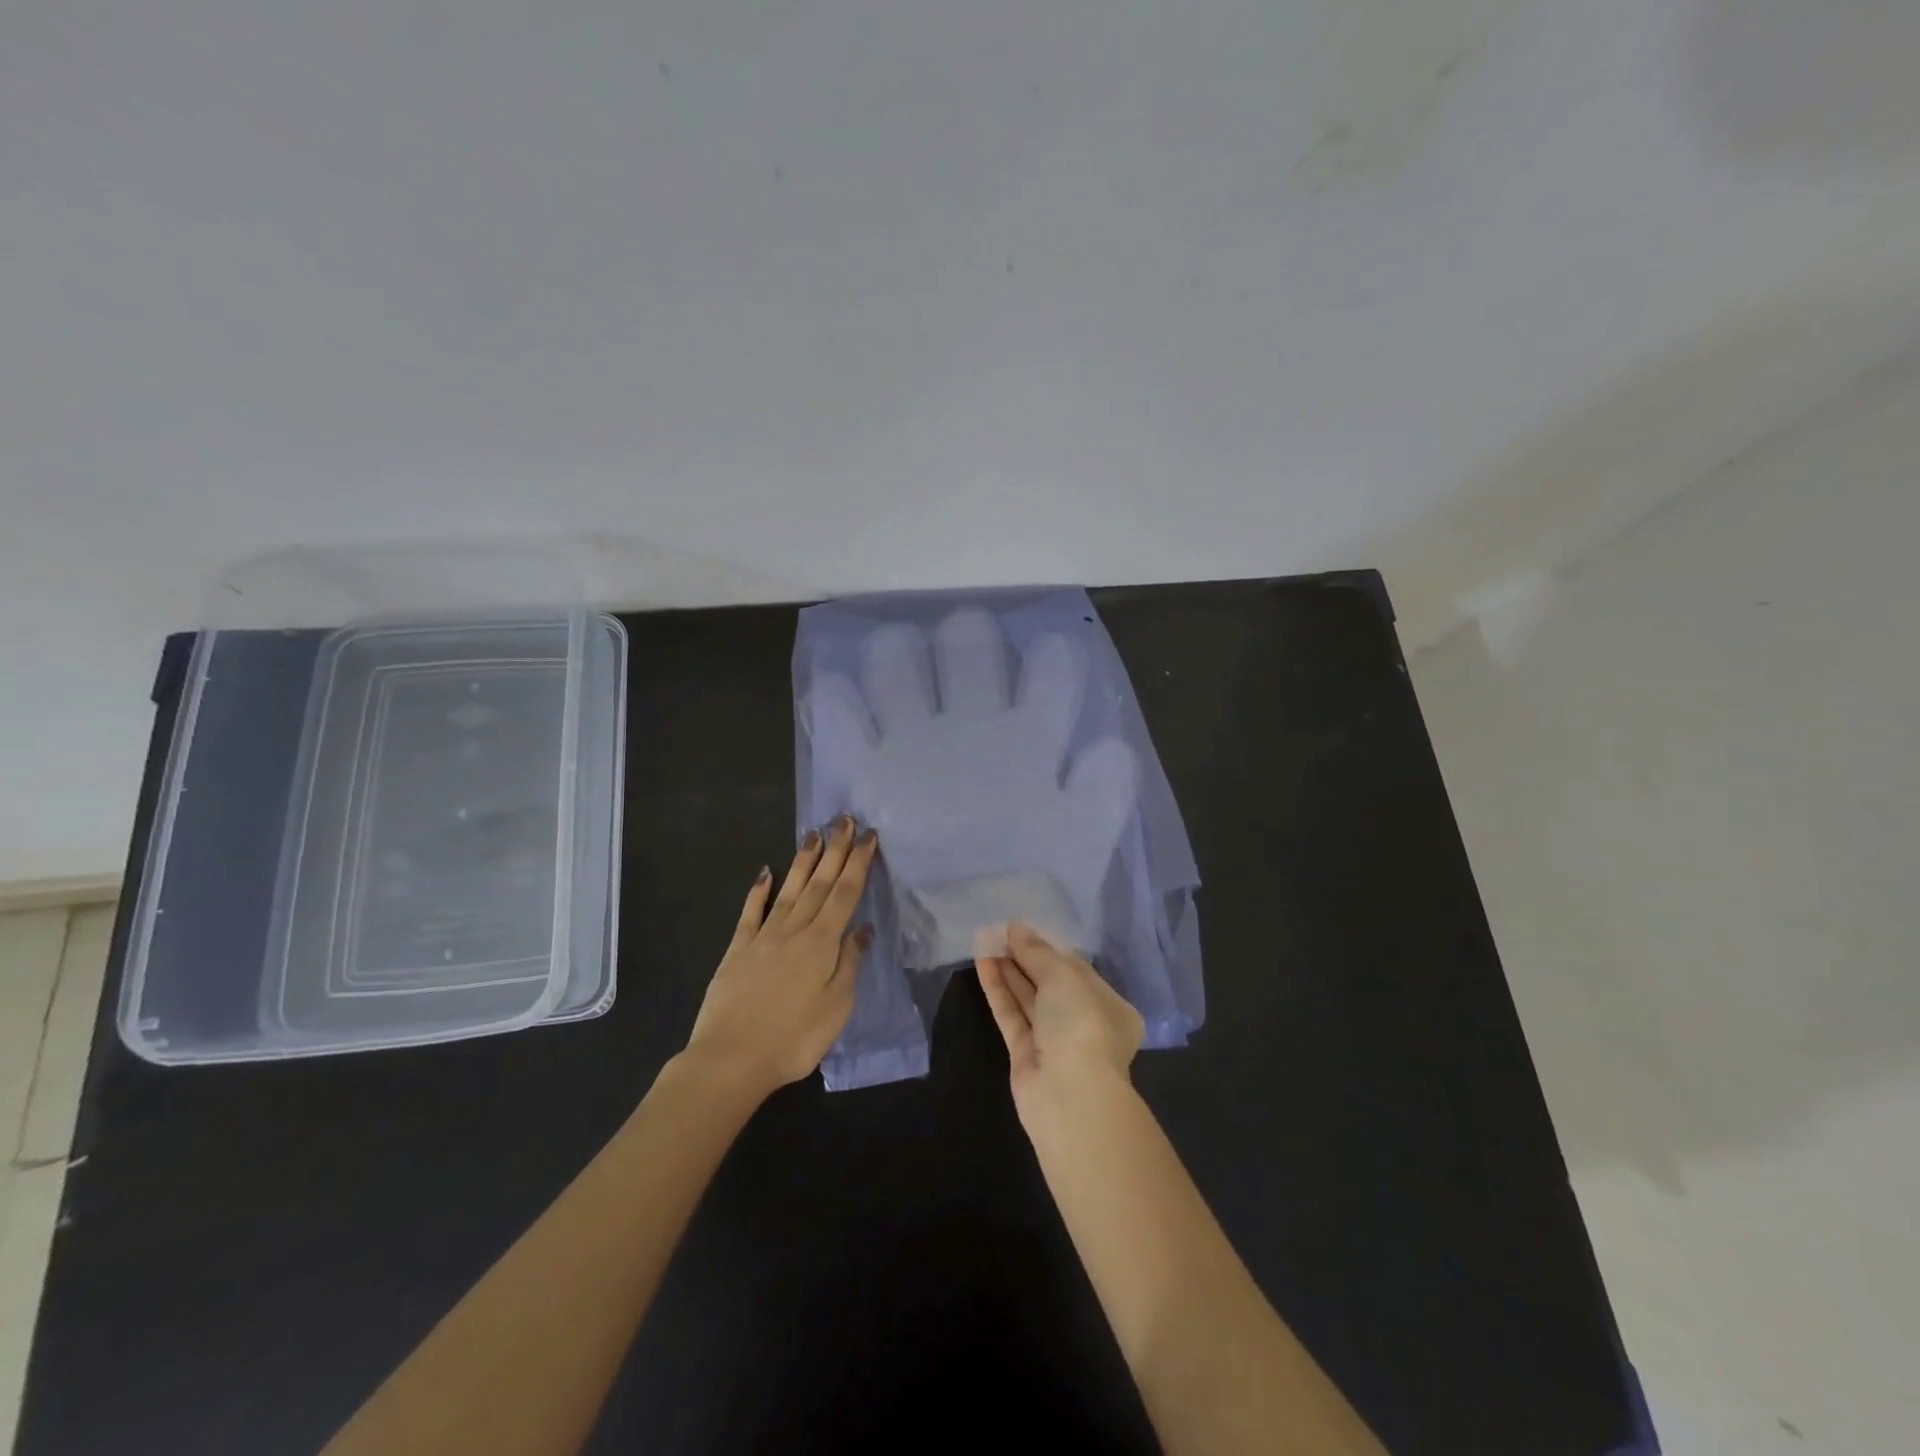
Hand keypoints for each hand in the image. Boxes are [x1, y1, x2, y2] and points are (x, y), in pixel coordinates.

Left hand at [683, 817, 877, 1097]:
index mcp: (822, 944)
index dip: (858, 863)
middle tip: (845, 820)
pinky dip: (758, 890)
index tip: (868, 836)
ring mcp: (763, 937)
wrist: (731, 1060)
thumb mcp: (836, 1008)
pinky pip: (750, 913)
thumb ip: (849, 964)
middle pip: (819, 883)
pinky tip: (765, 872)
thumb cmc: (793, 1039)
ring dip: (803, 861)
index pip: (845, 894)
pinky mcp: (737, 950)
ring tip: (814, 833)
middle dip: (835, 850)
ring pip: (788, 890)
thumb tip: (862, 929)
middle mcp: (794, 931)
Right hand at [977, 921, 1144, 1116]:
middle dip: (1025, 957)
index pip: (1077, 969)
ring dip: (1008, 970)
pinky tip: (982, 962)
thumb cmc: (1082, 1024)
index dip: (1049, 947)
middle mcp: (1084, 1023)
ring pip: (1028, 998)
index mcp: (1109, 1006)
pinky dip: (998, 990)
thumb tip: (1016, 928)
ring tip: (985, 940)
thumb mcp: (1064, 976)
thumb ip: (1037, 951)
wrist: (1070, 1096)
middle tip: (999, 931)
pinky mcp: (1025, 1055)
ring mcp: (1053, 1041)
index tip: (1023, 928)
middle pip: (1050, 983)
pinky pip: (1011, 1015)